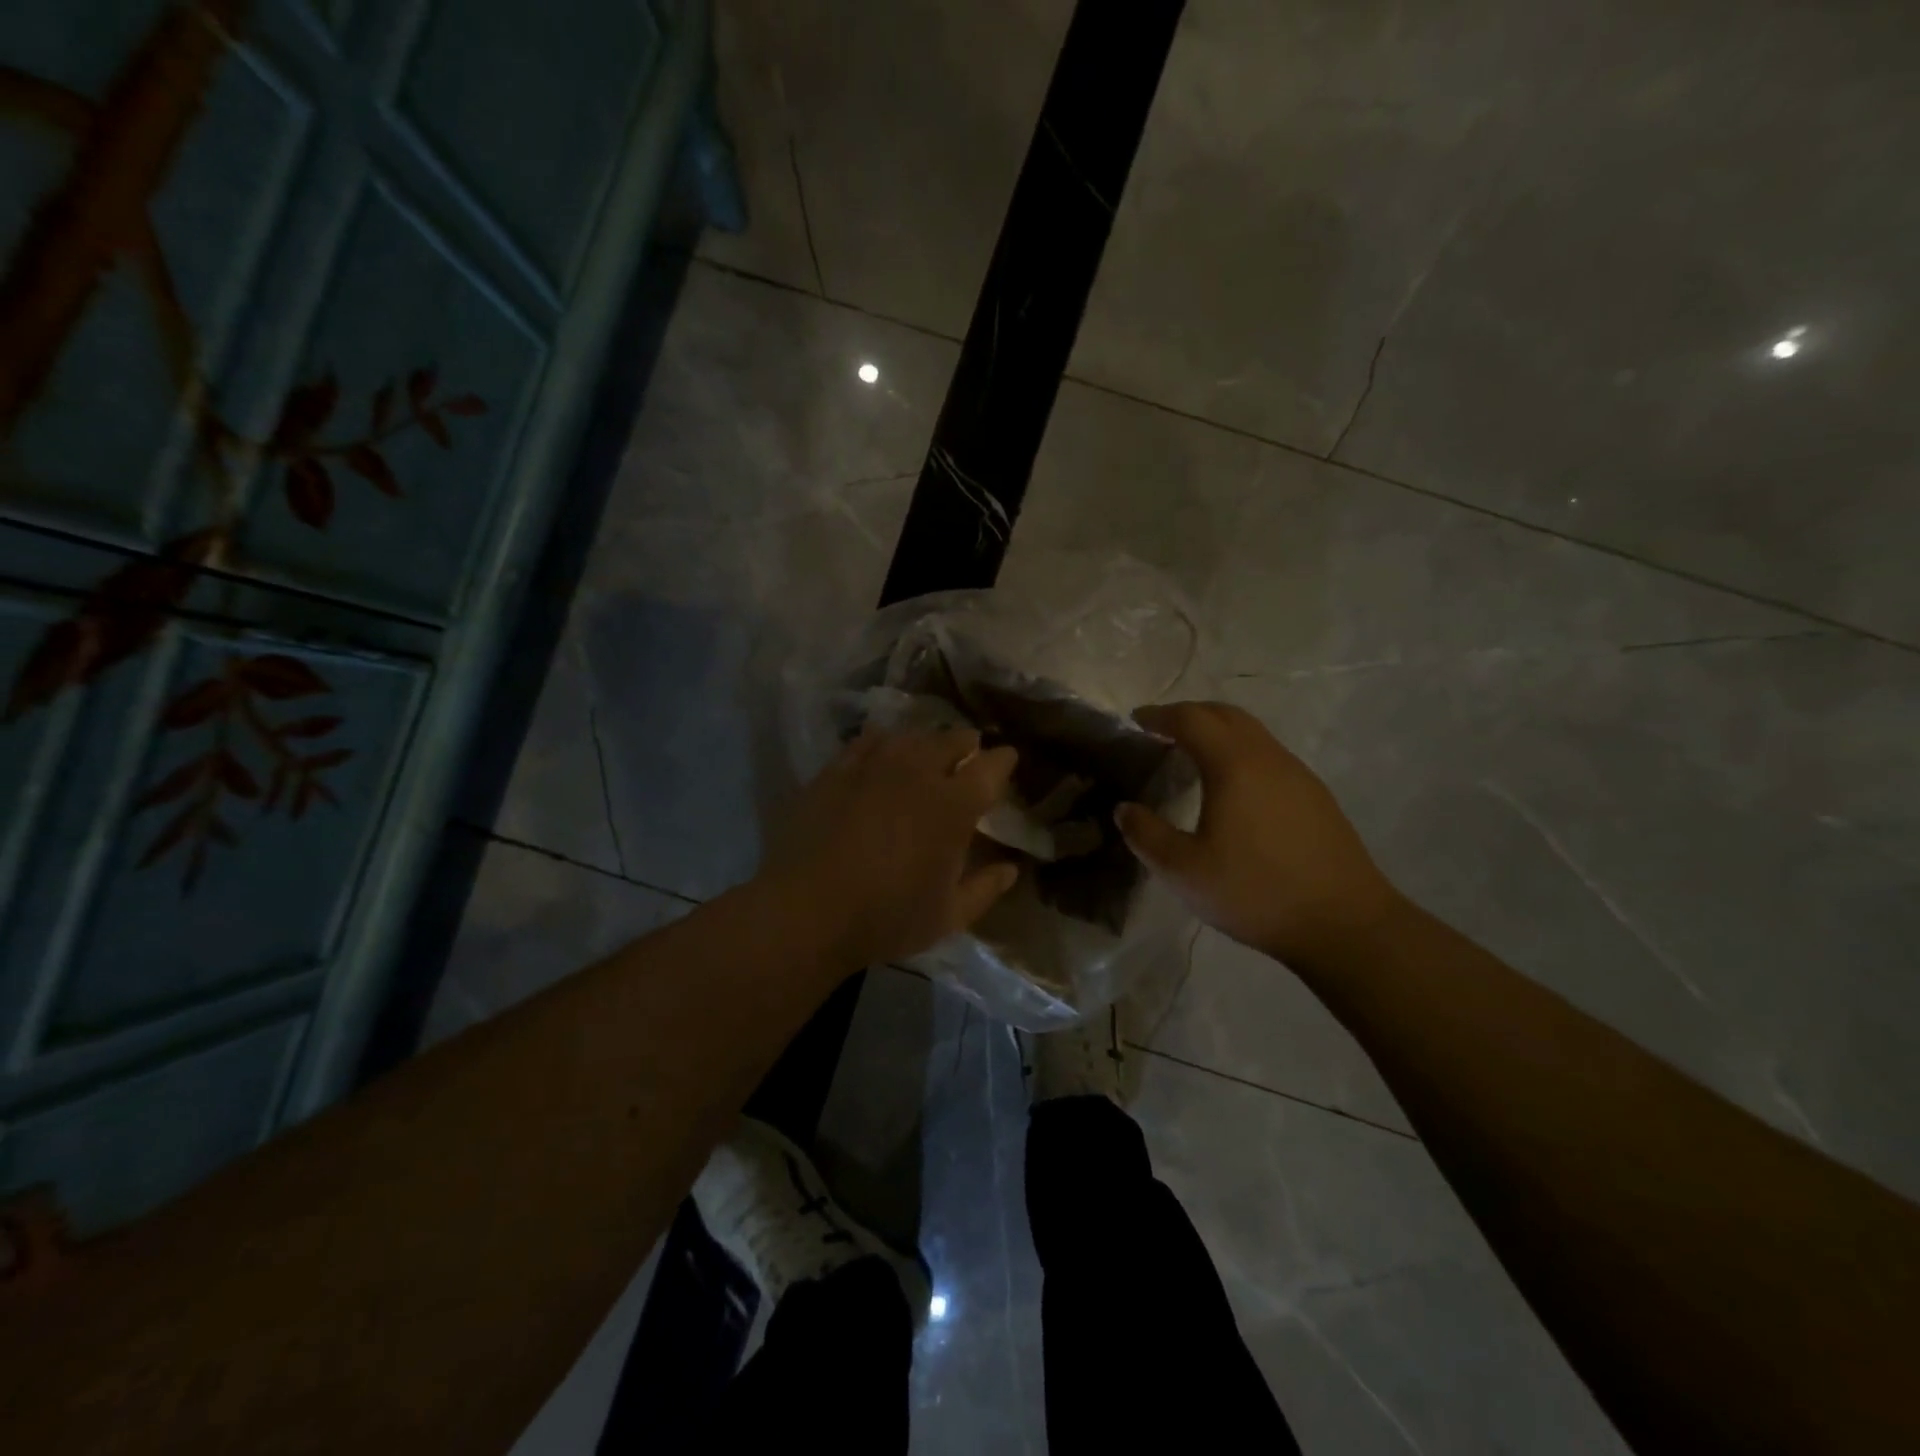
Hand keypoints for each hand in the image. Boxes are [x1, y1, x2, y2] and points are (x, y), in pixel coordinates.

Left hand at [763, 727, 1021, 967]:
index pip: (991, 765)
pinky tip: (882, 756)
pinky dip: (884, 744)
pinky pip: (869, 741)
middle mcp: (918, 771)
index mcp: (954, 804)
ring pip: (911, 735)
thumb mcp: (948, 916)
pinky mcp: (837, 769)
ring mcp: (873, 765)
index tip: (1006, 761)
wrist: (805, 911)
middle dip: (967, 744)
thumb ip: (985, 889)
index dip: (1003, 760)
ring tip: (926, 755)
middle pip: (952, 738)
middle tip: (968, 756)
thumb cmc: (886, 917)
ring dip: (926, 742)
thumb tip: (1011, 868)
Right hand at [1115, 702, 1403, 964]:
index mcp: (1234, 765)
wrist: (1344, 923)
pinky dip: (1240, 752)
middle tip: (1161, 728)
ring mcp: (1298, 775)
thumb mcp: (1184, 871)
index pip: (1192, 719)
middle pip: (1226, 715)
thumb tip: (1125, 809)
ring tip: (1192, 754)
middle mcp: (1268, 758)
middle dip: (1190, 713)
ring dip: (1219, 731)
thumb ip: (1146, 835)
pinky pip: (1269, 756)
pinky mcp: (1316, 797)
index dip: (1160, 714)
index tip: (1136, 719)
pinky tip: (1233, 786)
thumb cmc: (1256, 891)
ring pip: (1253, 733)